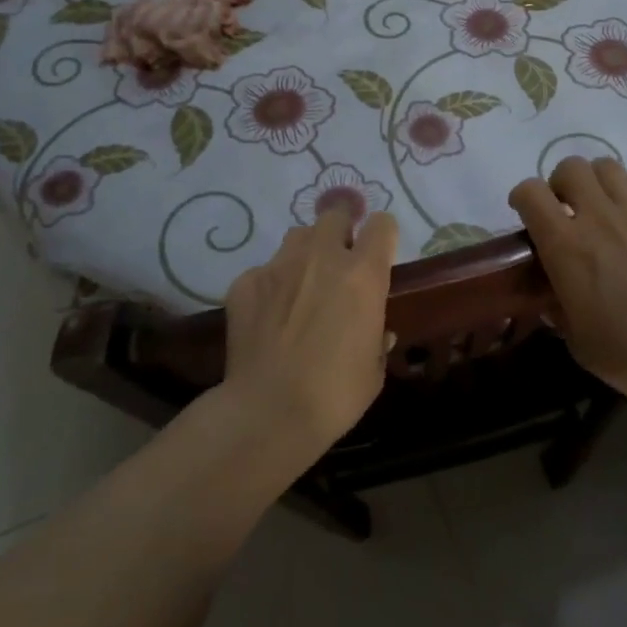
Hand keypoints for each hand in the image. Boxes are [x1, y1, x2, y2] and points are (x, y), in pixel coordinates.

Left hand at [221, 208, 398, 456]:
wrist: (268, 412)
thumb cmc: (335, 394)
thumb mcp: (373, 370)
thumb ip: (377, 339)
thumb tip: (377, 332)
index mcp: (363, 275)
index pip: (381, 225)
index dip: (382, 235)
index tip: (378, 254)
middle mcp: (321, 257)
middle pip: (334, 215)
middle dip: (340, 231)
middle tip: (339, 263)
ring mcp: (278, 266)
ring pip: (297, 236)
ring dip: (305, 252)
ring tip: (302, 285)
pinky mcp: (245, 282)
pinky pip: (264, 270)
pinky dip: (270, 285)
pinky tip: (268, 316)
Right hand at [509, 157, 626, 402]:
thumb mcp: (575, 339)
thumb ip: (560, 311)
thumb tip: (555, 302)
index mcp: (564, 246)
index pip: (530, 193)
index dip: (523, 196)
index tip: (526, 211)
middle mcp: (597, 217)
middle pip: (570, 167)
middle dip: (562, 182)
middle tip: (568, 207)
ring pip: (608, 167)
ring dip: (598, 181)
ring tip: (604, 203)